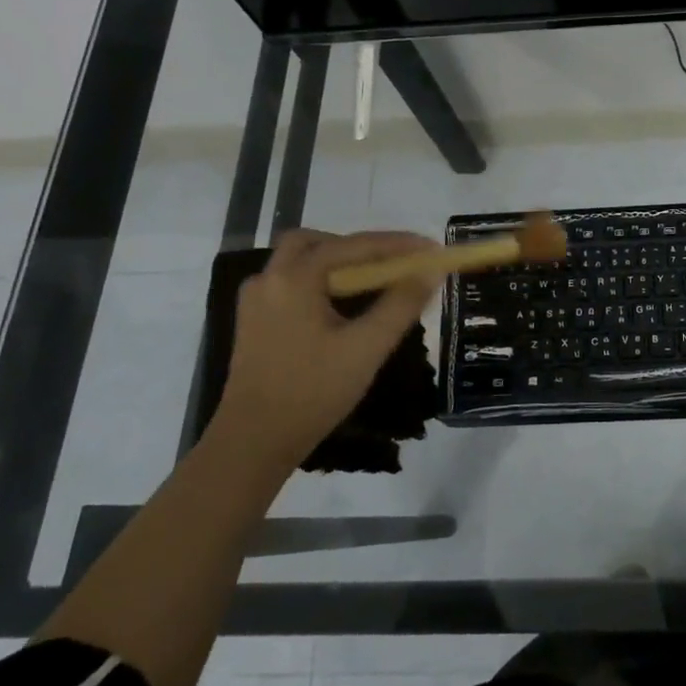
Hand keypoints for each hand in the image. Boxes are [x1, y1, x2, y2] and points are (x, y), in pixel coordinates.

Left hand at [212, 229, 439, 472]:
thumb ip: (402, 304)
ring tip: (372, 285)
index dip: (398, 244)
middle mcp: (269, 279)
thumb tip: (430, 271)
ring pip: (300, 262)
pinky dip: (320, 282)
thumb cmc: (314, 391)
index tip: (432, 248)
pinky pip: (291, 284)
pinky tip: (342, 307)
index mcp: (294, 278)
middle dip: (357, 247)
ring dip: (337, 263)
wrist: (254, 442)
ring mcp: (256, 301)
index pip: (354, 246)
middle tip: (390, 264)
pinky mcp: (254, 322)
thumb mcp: (367, 347)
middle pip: (317, 242)